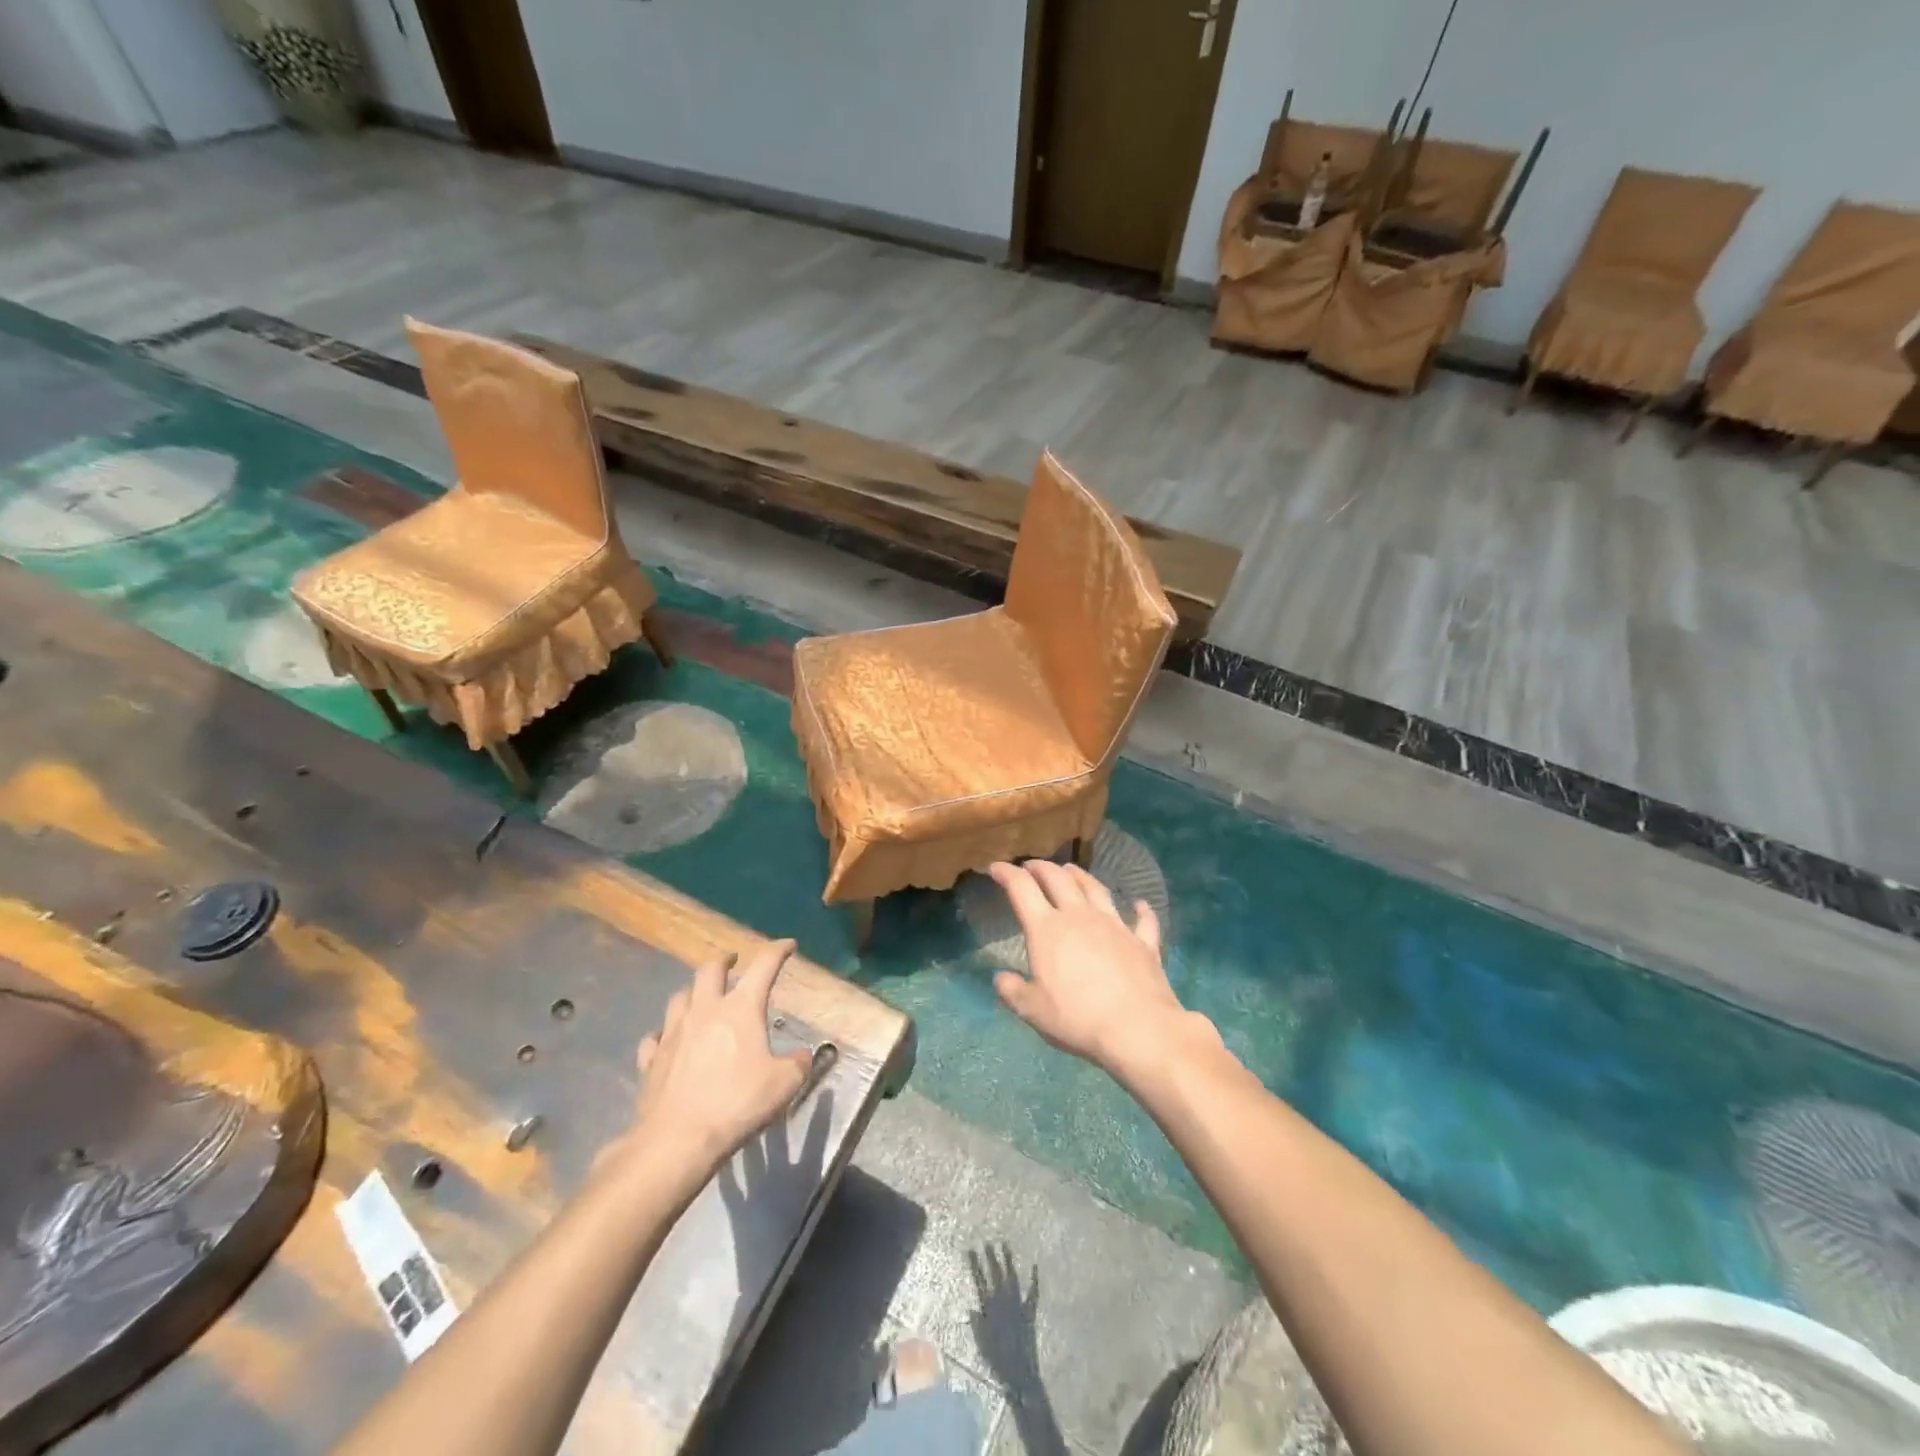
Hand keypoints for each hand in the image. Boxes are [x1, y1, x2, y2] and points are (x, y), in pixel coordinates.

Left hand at [630, 940, 811, 1178]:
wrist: (677, 1140)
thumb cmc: (736, 1104)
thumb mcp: (784, 1085)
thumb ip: (798, 1065)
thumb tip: (802, 1056)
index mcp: (741, 1008)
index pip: (764, 965)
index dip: (778, 950)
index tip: (788, 945)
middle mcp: (705, 1010)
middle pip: (709, 969)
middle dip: (724, 960)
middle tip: (732, 962)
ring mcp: (673, 1033)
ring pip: (679, 997)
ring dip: (693, 992)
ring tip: (701, 997)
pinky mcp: (651, 1059)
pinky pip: (655, 1037)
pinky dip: (664, 1034)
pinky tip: (668, 1041)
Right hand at [988, 860, 1214, 1078]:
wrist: (1138, 1028)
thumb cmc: (1077, 1018)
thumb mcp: (1031, 1010)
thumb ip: (1012, 991)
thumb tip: (1000, 978)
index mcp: (1047, 929)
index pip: (1021, 888)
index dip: (1006, 873)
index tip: (995, 866)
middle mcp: (1079, 916)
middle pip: (1059, 879)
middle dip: (1042, 867)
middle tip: (1031, 865)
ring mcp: (1114, 925)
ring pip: (1095, 888)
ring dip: (1080, 875)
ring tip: (1071, 870)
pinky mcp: (1142, 942)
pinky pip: (1142, 919)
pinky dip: (1140, 909)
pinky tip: (1140, 904)